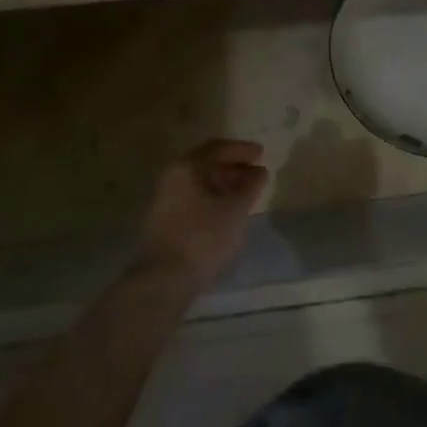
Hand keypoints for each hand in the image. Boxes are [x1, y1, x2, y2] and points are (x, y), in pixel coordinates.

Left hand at [138, 140, 268, 286]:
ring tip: (247, 192)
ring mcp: (166, 198)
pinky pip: (195, 196)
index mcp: (187, 167)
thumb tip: (259, 171)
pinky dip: (214, 196)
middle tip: (256, 172)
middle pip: (207, 163)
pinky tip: (228, 210)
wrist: (163, 279)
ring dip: (225, 182)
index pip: (218, 148)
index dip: (242, 149)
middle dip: (234, 166)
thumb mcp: (236, 209)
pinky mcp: (166, 218)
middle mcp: (172, 177)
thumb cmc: (203, 237)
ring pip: (200, 182)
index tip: (262, 154)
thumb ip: (250, 186)